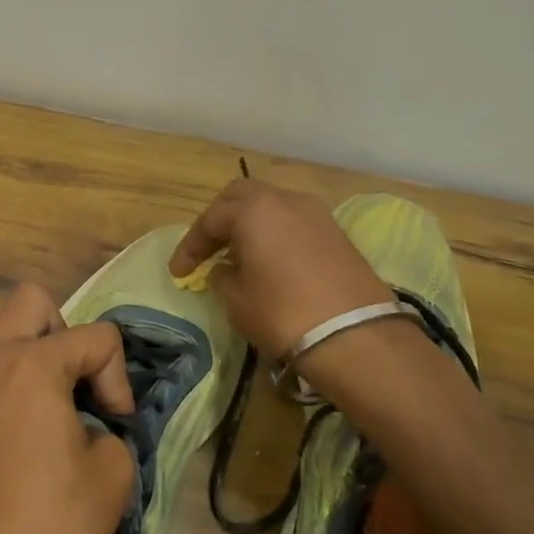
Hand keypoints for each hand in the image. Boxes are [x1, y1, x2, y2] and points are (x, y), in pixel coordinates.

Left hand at [0, 283, 136, 533]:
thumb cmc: (56, 522)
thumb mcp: (114, 470)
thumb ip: (112, 429)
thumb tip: (92, 428)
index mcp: (33, 363)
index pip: (97, 337)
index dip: (118, 378)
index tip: (117, 423)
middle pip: (30, 301)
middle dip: (66, 332)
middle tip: (80, 382)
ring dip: (28, 350)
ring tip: (53, 396)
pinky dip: (4, 393)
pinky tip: (21, 435)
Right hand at [167, 179, 390, 360]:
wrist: (355, 336)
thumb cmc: (282, 313)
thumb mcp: (236, 299)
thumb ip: (221, 275)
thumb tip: (226, 268)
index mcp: (253, 209)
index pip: (210, 220)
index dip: (190, 246)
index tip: (178, 272)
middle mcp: (284, 199)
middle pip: (241, 197)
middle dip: (219, 220)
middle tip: (207, 248)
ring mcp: (316, 213)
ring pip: (271, 205)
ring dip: (249, 224)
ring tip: (238, 254)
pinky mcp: (336, 232)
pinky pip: (293, 221)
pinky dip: (274, 233)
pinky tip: (269, 260)